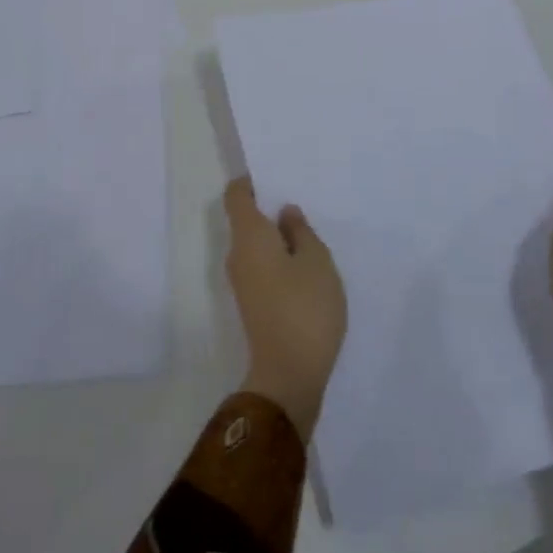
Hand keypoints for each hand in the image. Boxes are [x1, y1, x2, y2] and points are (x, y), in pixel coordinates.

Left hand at [224, 177, 346, 438]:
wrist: (288, 376)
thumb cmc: (305, 308)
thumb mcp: (316, 261)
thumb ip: (301, 231)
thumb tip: (284, 213)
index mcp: (249, 236)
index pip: (236, 195)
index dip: (251, 182)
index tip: (275, 177)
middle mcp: (237, 255)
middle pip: (245, 219)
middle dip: (269, 209)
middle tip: (301, 202)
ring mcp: (242, 282)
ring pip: (254, 245)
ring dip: (276, 237)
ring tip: (309, 234)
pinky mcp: (252, 303)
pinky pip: (260, 266)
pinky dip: (277, 259)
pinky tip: (304, 266)